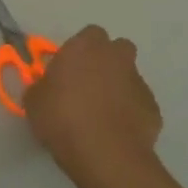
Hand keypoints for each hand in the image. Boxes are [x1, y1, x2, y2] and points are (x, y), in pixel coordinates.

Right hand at [23, 26, 163, 187]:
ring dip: (117, 87)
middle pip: (117, 48)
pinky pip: (138, 103)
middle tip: (88, 83)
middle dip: (106, 61)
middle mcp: (115, 57)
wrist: (105, 154)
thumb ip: (41, 86)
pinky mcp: (153, 107)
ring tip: (101, 113)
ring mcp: (138, 81)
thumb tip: (46, 87)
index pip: (89, 34)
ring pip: (129, 76)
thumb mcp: (34, 101)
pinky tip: (115, 130)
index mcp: (84, 47)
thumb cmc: (62, 118)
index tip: (69, 68)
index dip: (80, 50)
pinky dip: (129, 111)